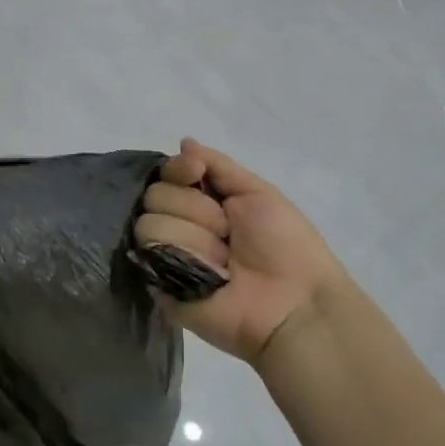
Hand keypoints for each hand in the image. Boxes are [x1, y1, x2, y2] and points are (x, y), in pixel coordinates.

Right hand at [135, 138, 351, 372]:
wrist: (295, 304)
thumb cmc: (286, 247)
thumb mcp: (259, 193)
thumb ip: (218, 165)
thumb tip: (184, 142)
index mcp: (200, 203)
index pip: (165, 174)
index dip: (178, 171)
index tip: (196, 174)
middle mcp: (177, 225)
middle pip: (154, 195)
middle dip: (196, 211)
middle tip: (228, 233)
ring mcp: (163, 256)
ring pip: (149, 224)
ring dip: (195, 240)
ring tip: (224, 262)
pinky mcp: (157, 285)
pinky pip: (149, 257)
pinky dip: (185, 261)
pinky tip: (210, 277)